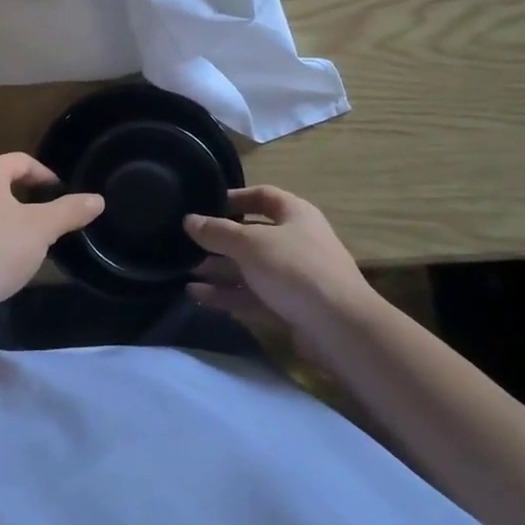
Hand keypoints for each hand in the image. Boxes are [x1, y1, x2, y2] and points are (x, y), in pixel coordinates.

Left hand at [0, 153, 103, 305]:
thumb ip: (70, 211)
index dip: (45, 174)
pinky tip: (3, 259)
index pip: (20, 161)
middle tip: (48, 217)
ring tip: (29, 240)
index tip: (62, 195)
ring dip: (8, 218)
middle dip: (27, 197)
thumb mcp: (42, 228)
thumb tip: (97, 200)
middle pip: (0, 182)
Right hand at [184, 187, 374, 343]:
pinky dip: (226, 294)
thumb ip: (217, 232)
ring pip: (249, 268)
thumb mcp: (250, 244)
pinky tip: (197, 296)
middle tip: (186, 245)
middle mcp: (295, 242)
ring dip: (218, 270)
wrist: (339, 328)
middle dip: (219, 241)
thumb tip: (188, 220)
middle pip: (251, 235)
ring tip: (184, 272)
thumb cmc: (295, 269)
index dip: (234, 198)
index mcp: (295, 215)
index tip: (205, 204)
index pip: (262, 196)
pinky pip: (251, 295)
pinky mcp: (288, 307)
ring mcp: (292, 277)